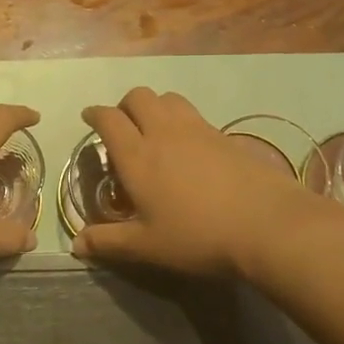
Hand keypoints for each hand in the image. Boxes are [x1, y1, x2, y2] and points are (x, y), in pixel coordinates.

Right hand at [71, 88, 313, 277]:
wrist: (267, 224)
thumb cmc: (198, 236)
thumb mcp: (147, 246)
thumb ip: (108, 242)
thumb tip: (76, 244)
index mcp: (137, 156)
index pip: (109, 119)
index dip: (95, 114)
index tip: (89, 117)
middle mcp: (164, 132)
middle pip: (139, 96)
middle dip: (125, 105)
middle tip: (123, 127)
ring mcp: (198, 130)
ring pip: (169, 99)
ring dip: (155, 107)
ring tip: (155, 131)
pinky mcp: (225, 135)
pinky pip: (194, 114)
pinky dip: (182, 120)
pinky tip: (189, 148)